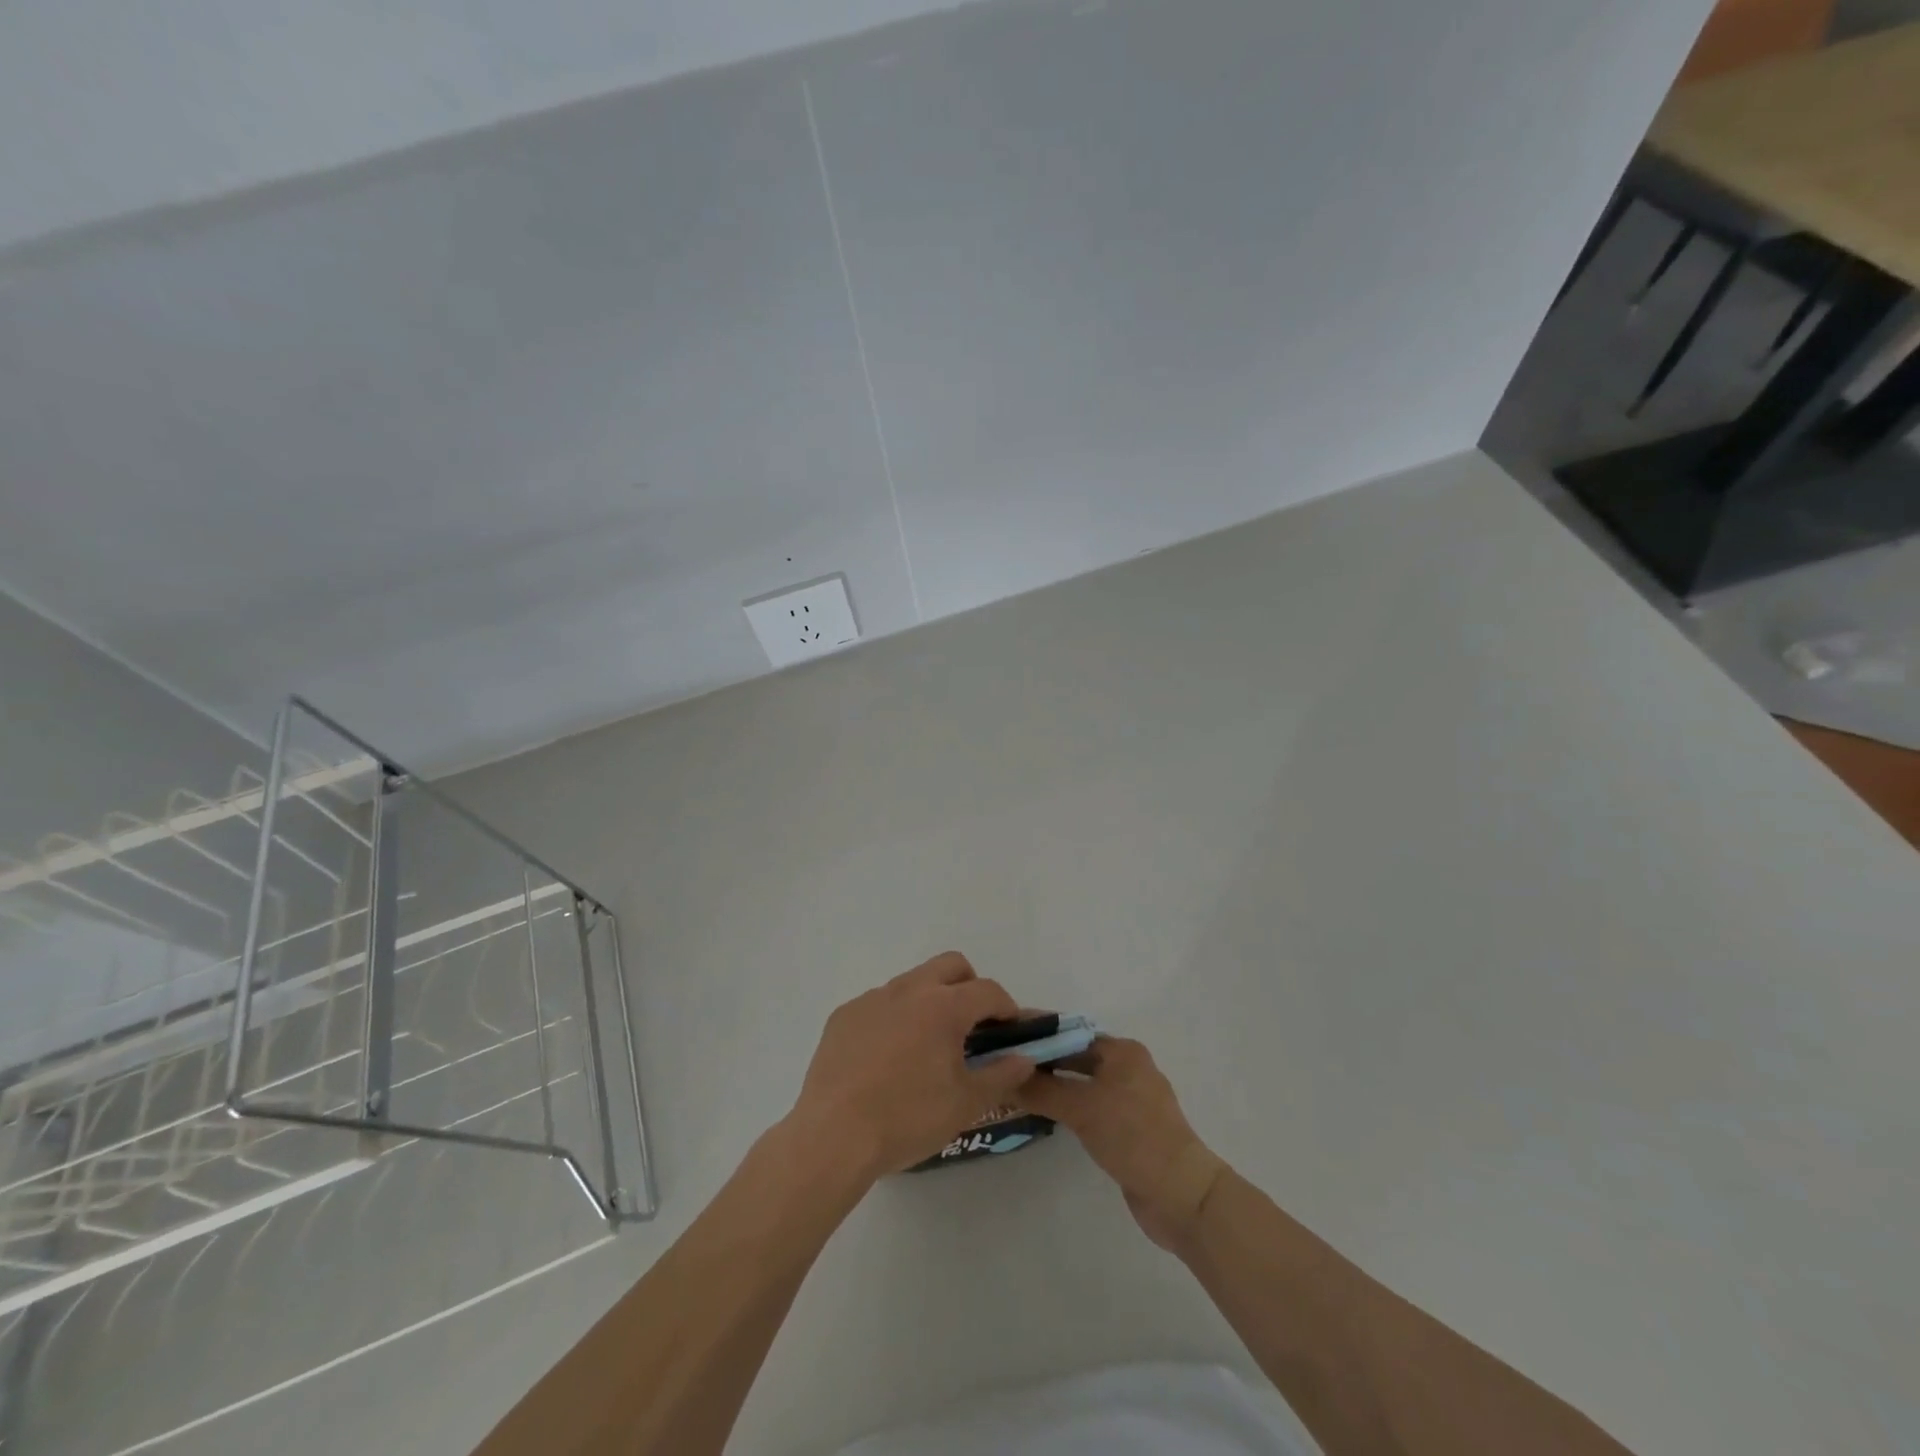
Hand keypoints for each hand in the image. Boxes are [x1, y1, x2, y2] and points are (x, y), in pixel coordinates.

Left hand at [787, 953, 1037, 1180]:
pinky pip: (879, 1004)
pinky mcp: (844, 1015)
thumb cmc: (908, 1119)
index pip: (988, 990)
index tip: (1009, 1032)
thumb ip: (1002, 1075)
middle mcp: (908, 989)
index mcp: (943, 1006)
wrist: (833, 1137)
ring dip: (930, 1001)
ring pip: (913, 981)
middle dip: (970, 986)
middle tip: (972, 1026)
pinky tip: (886, 1058)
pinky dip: (894, 1018)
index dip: (1006, 1008)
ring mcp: (872, 999)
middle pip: (951, 965)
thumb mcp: (966, 1104)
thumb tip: (1024, 1058)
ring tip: (926, 1047)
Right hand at [1017, 1036, 1227, 1250]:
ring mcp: (1129, 1100)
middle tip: (1003, 1064)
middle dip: (1043, 1061)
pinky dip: (1067, 1107)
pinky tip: (1043, 1113)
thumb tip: (1002, 1076)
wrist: (1181, 1195)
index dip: (1039, 1036)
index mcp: (1122, 1051)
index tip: (1004, 1039)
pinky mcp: (1128, 1129)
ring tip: (1014, 1087)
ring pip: (1082, 1084)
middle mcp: (1127, 1068)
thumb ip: (1041, 1090)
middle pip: (1076, 1057)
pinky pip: (1089, 1107)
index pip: (1071, 1033)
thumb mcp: (1082, 1109)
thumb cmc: (1133, 1137)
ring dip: (1053, 1085)